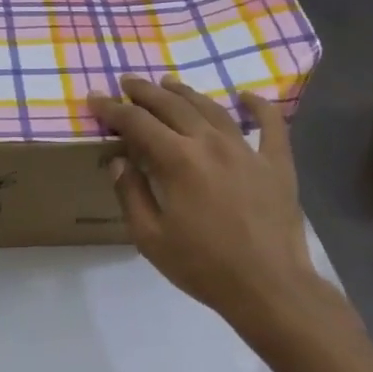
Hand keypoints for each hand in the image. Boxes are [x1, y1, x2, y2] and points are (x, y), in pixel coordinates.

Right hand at [88, 76, 352, 344]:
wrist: (269, 288)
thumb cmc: (203, 266)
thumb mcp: (150, 237)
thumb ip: (131, 194)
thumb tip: (120, 160)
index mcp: (178, 160)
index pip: (137, 123)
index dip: (113, 109)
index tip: (95, 99)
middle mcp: (211, 143)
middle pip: (173, 106)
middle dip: (146, 92)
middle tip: (128, 83)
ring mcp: (247, 149)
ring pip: (212, 109)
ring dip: (186, 94)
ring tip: (169, 85)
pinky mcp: (276, 163)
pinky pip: (271, 124)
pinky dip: (259, 106)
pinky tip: (247, 96)